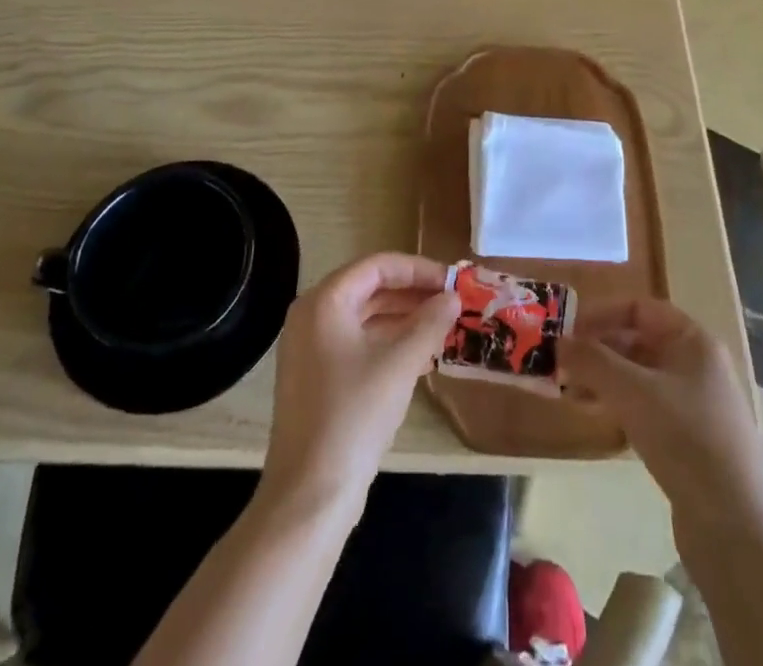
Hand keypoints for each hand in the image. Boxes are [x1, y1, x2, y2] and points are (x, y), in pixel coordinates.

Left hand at [261, 253, 460, 512]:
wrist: (309, 496)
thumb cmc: (353, 415)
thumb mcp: (399, 364)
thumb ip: (429, 324)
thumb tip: (453, 297)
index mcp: (324, 301)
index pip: (377, 266)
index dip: (417, 269)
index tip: (452, 280)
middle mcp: (312, 316)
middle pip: (370, 289)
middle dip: (413, 294)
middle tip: (453, 302)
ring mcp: (311, 349)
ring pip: (365, 318)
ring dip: (404, 319)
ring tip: (444, 327)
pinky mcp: (317, 379)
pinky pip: (358, 344)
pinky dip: (389, 343)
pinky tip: (421, 357)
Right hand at [559, 298, 762, 519]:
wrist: (737, 528)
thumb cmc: (685, 438)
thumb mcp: (632, 391)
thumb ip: (592, 361)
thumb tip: (558, 342)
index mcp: (694, 341)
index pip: (640, 309)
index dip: (602, 314)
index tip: (567, 330)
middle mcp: (698, 366)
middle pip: (640, 342)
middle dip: (599, 349)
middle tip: (562, 364)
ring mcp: (697, 405)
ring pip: (641, 378)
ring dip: (606, 380)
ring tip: (571, 392)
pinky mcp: (691, 442)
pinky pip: (648, 409)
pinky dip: (621, 407)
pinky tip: (598, 420)